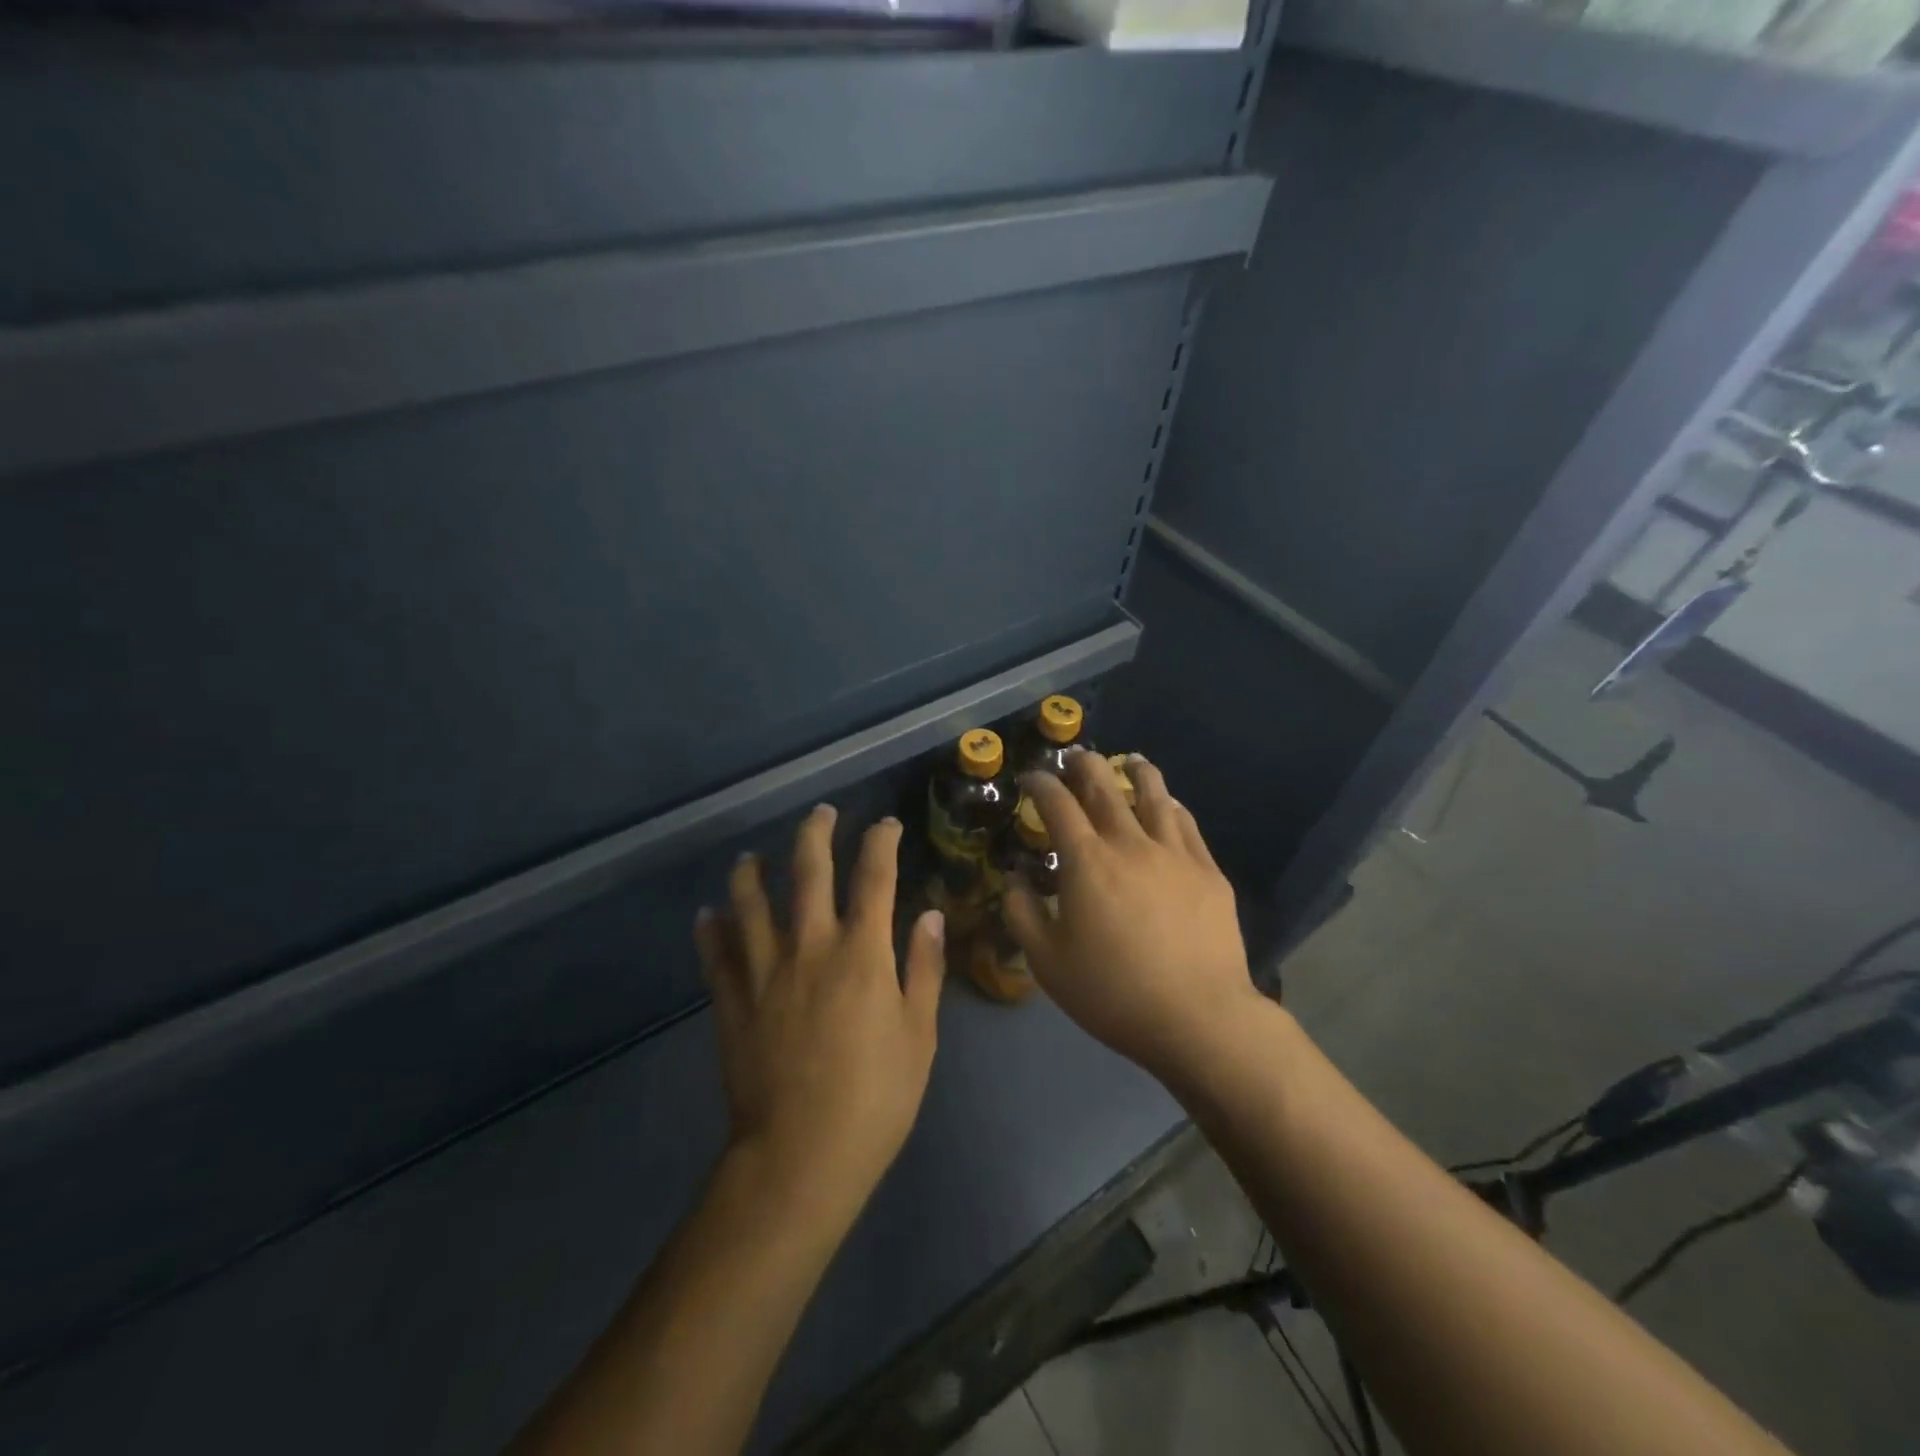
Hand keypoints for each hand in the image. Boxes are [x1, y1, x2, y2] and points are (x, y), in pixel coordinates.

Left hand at [695, 807, 946, 1221]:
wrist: (800, 1156)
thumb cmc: (875, 1097)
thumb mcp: (918, 1034)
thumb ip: (924, 969)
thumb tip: (931, 915)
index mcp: (861, 952)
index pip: (874, 877)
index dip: (881, 843)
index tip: (886, 825)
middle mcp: (810, 946)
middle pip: (809, 872)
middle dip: (816, 834)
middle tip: (821, 812)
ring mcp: (764, 971)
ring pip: (751, 902)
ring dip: (752, 871)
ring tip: (753, 856)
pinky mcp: (732, 1001)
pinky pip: (716, 953)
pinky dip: (711, 928)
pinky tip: (708, 913)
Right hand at [1004, 754, 1258, 1082]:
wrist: (1198, 1017)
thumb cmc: (1113, 992)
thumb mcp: (1047, 962)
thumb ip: (1023, 913)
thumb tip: (1016, 879)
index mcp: (1087, 861)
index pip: (1057, 804)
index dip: (1040, 784)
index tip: (1031, 778)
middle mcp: (1130, 843)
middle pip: (1105, 787)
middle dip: (1085, 765)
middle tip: (1075, 758)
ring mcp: (1174, 853)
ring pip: (1154, 795)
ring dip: (1137, 771)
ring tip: (1130, 761)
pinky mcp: (1208, 871)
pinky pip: (1187, 824)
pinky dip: (1172, 807)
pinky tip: (1170, 806)